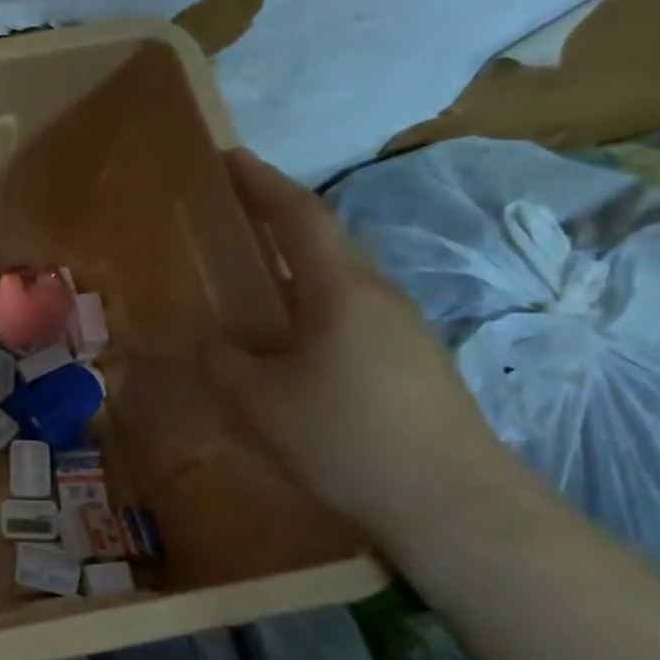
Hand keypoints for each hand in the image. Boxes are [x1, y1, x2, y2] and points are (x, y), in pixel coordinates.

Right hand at [203, 150, 527, 548]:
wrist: (453, 502)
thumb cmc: (346, 437)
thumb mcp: (261, 401)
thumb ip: (223, 362)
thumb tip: (207, 340)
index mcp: (340, 290)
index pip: (299, 216)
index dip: (261, 183)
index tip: (230, 157)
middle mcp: (378, 294)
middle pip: (325, 238)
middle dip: (279, 215)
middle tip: (235, 210)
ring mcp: (403, 327)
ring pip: (341, 274)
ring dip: (299, 259)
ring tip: (258, 269)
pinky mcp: (413, 359)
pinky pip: (353, 308)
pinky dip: (315, 298)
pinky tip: (296, 332)